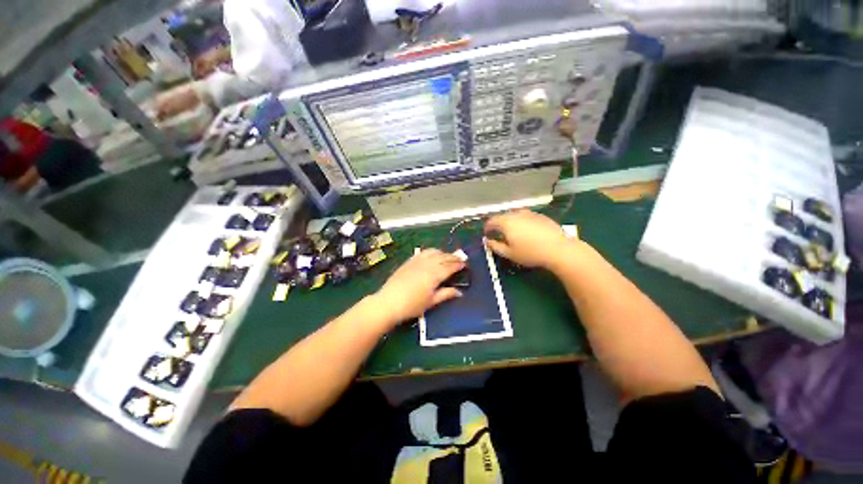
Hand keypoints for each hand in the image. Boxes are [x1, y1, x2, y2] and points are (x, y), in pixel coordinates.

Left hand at [374, 249, 465, 324]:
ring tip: (447, 256)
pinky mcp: (409, 261)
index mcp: (435, 274)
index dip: (458, 264)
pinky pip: (423, 252)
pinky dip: (431, 252)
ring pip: (433, 252)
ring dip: (443, 252)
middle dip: (453, 257)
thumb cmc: (412, 305)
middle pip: (443, 257)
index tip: (465, 264)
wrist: (389, 302)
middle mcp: (428, 264)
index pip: (450, 266)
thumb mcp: (431, 302)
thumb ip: (446, 294)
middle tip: (460, 259)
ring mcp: (417, 261)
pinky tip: (432, 255)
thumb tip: (459, 292)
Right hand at [484, 210, 573, 268]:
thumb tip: (487, 241)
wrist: (559, 249)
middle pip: (502, 217)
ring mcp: (529, 213)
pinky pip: (526, 216)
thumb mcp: (509, 254)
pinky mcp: (540, 215)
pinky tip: (528, 232)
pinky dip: (522, 222)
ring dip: (510, 222)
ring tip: (513, 233)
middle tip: (499, 235)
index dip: (487, 228)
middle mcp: (516, 214)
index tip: (487, 235)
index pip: (491, 221)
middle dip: (498, 225)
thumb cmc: (530, 253)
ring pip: (514, 215)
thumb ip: (495, 246)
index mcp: (506, 222)